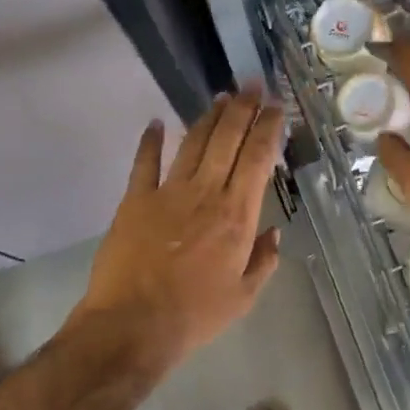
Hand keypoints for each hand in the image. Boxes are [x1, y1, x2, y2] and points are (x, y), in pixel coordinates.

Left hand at [73, 91, 285, 369]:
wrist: (132, 325)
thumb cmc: (194, 315)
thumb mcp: (243, 297)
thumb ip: (263, 261)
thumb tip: (274, 232)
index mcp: (237, 215)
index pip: (258, 158)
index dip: (269, 128)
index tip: (276, 107)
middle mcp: (206, 193)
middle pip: (227, 139)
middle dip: (243, 108)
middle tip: (253, 84)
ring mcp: (168, 192)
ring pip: (192, 143)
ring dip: (208, 117)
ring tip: (221, 97)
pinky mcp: (136, 199)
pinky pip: (145, 163)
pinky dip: (150, 141)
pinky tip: (154, 123)